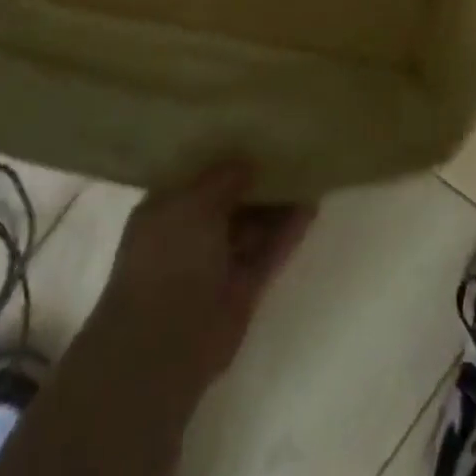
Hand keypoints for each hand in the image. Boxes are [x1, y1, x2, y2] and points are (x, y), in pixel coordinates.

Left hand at [87, 161, 314, 386]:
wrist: (163, 346)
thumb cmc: (167, 261)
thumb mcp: (191, 204)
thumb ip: (223, 178)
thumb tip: (247, 162)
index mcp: (166, 210)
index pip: (198, 174)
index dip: (223, 155)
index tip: (253, 130)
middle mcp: (190, 234)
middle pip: (231, 198)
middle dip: (257, 177)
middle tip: (289, 146)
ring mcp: (218, 263)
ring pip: (253, 225)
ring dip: (278, 202)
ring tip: (309, 169)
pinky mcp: (243, 288)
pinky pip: (269, 251)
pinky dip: (288, 231)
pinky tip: (312, 205)